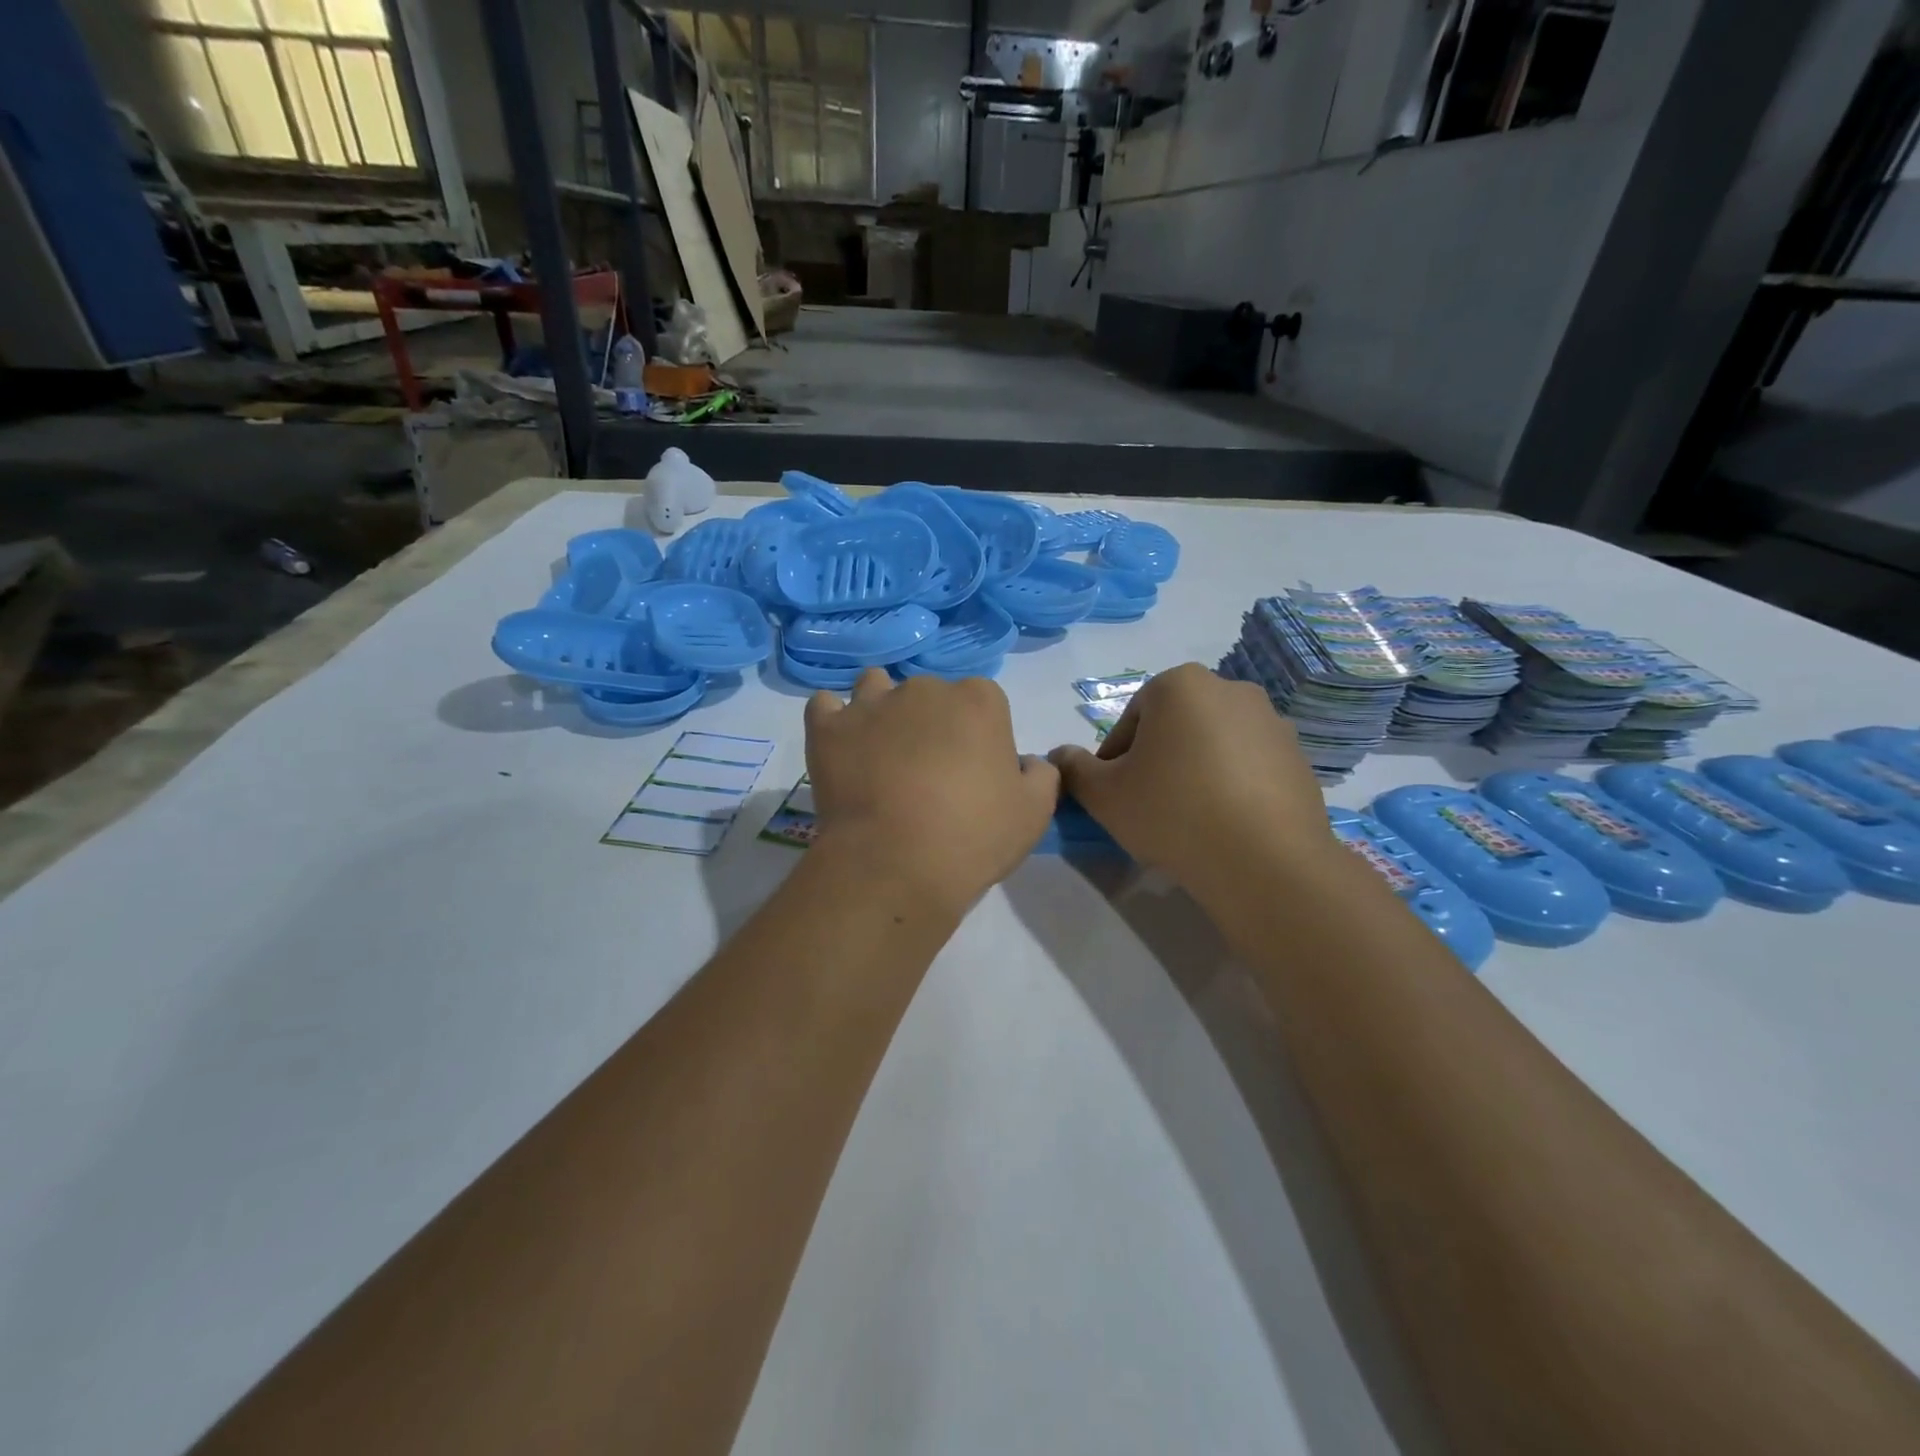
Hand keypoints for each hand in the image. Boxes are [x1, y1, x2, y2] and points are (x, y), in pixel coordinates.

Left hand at [805, 670, 1059, 918]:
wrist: (894, 865)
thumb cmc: (972, 837)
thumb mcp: (1034, 813)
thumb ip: (1040, 775)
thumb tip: (1026, 762)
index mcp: (979, 701)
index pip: (983, 703)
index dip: (979, 736)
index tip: (973, 773)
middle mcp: (925, 689)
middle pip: (930, 695)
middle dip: (931, 724)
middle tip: (928, 773)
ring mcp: (871, 704)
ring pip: (877, 688)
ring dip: (881, 710)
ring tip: (881, 753)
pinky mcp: (828, 727)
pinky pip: (826, 706)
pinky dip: (834, 721)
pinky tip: (842, 746)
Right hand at [1048, 663, 1332, 897]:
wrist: (1264, 861)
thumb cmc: (1173, 813)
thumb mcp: (1103, 795)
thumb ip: (1073, 769)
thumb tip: (1060, 756)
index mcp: (1179, 685)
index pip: (1130, 723)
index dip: (1115, 763)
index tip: (1117, 798)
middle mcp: (1229, 688)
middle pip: (1173, 728)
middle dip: (1157, 762)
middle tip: (1149, 808)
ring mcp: (1271, 721)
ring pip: (1212, 744)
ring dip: (1195, 772)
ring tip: (1189, 819)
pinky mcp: (1298, 755)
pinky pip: (1248, 765)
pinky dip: (1231, 785)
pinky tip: (1225, 823)